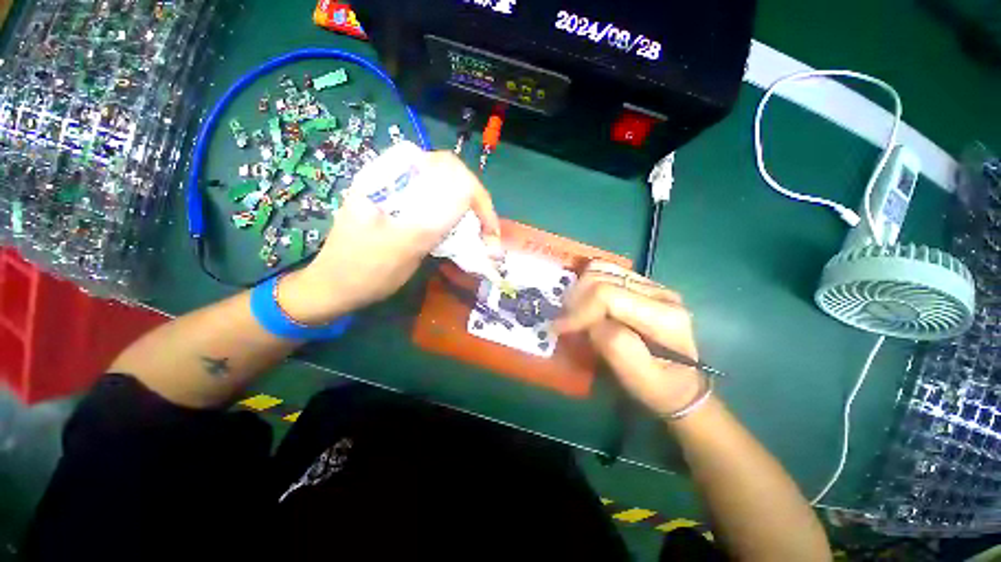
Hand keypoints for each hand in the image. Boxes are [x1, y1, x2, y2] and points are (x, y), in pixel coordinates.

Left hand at [280, 151, 501, 324]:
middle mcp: (396, 178)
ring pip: (447, 194)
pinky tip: (458, 236)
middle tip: (486, 235)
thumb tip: (469, 190)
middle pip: (450, 178)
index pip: (447, 166)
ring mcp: (400, 195)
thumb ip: (436, 216)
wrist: (334, 289)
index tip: (487, 226)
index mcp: (390, 177)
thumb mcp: (403, 245)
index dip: (475, 192)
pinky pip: (437, 208)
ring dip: (467, 214)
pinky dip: (454, 221)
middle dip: (475, 205)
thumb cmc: (364, 270)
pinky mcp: (403, 211)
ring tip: (478, 237)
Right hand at [556, 261, 702, 417]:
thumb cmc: (660, 388)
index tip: (560, 328)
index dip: (578, 309)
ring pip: (602, 269)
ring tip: (573, 312)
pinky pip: (606, 271)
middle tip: (565, 323)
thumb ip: (617, 349)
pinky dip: (587, 283)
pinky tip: (584, 302)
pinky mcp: (641, 284)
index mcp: (665, 316)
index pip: (607, 295)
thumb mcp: (641, 381)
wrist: (682, 383)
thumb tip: (592, 323)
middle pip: (601, 278)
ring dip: (579, 289)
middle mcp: (660, 292)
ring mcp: (651, 285)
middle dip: (576, 299)